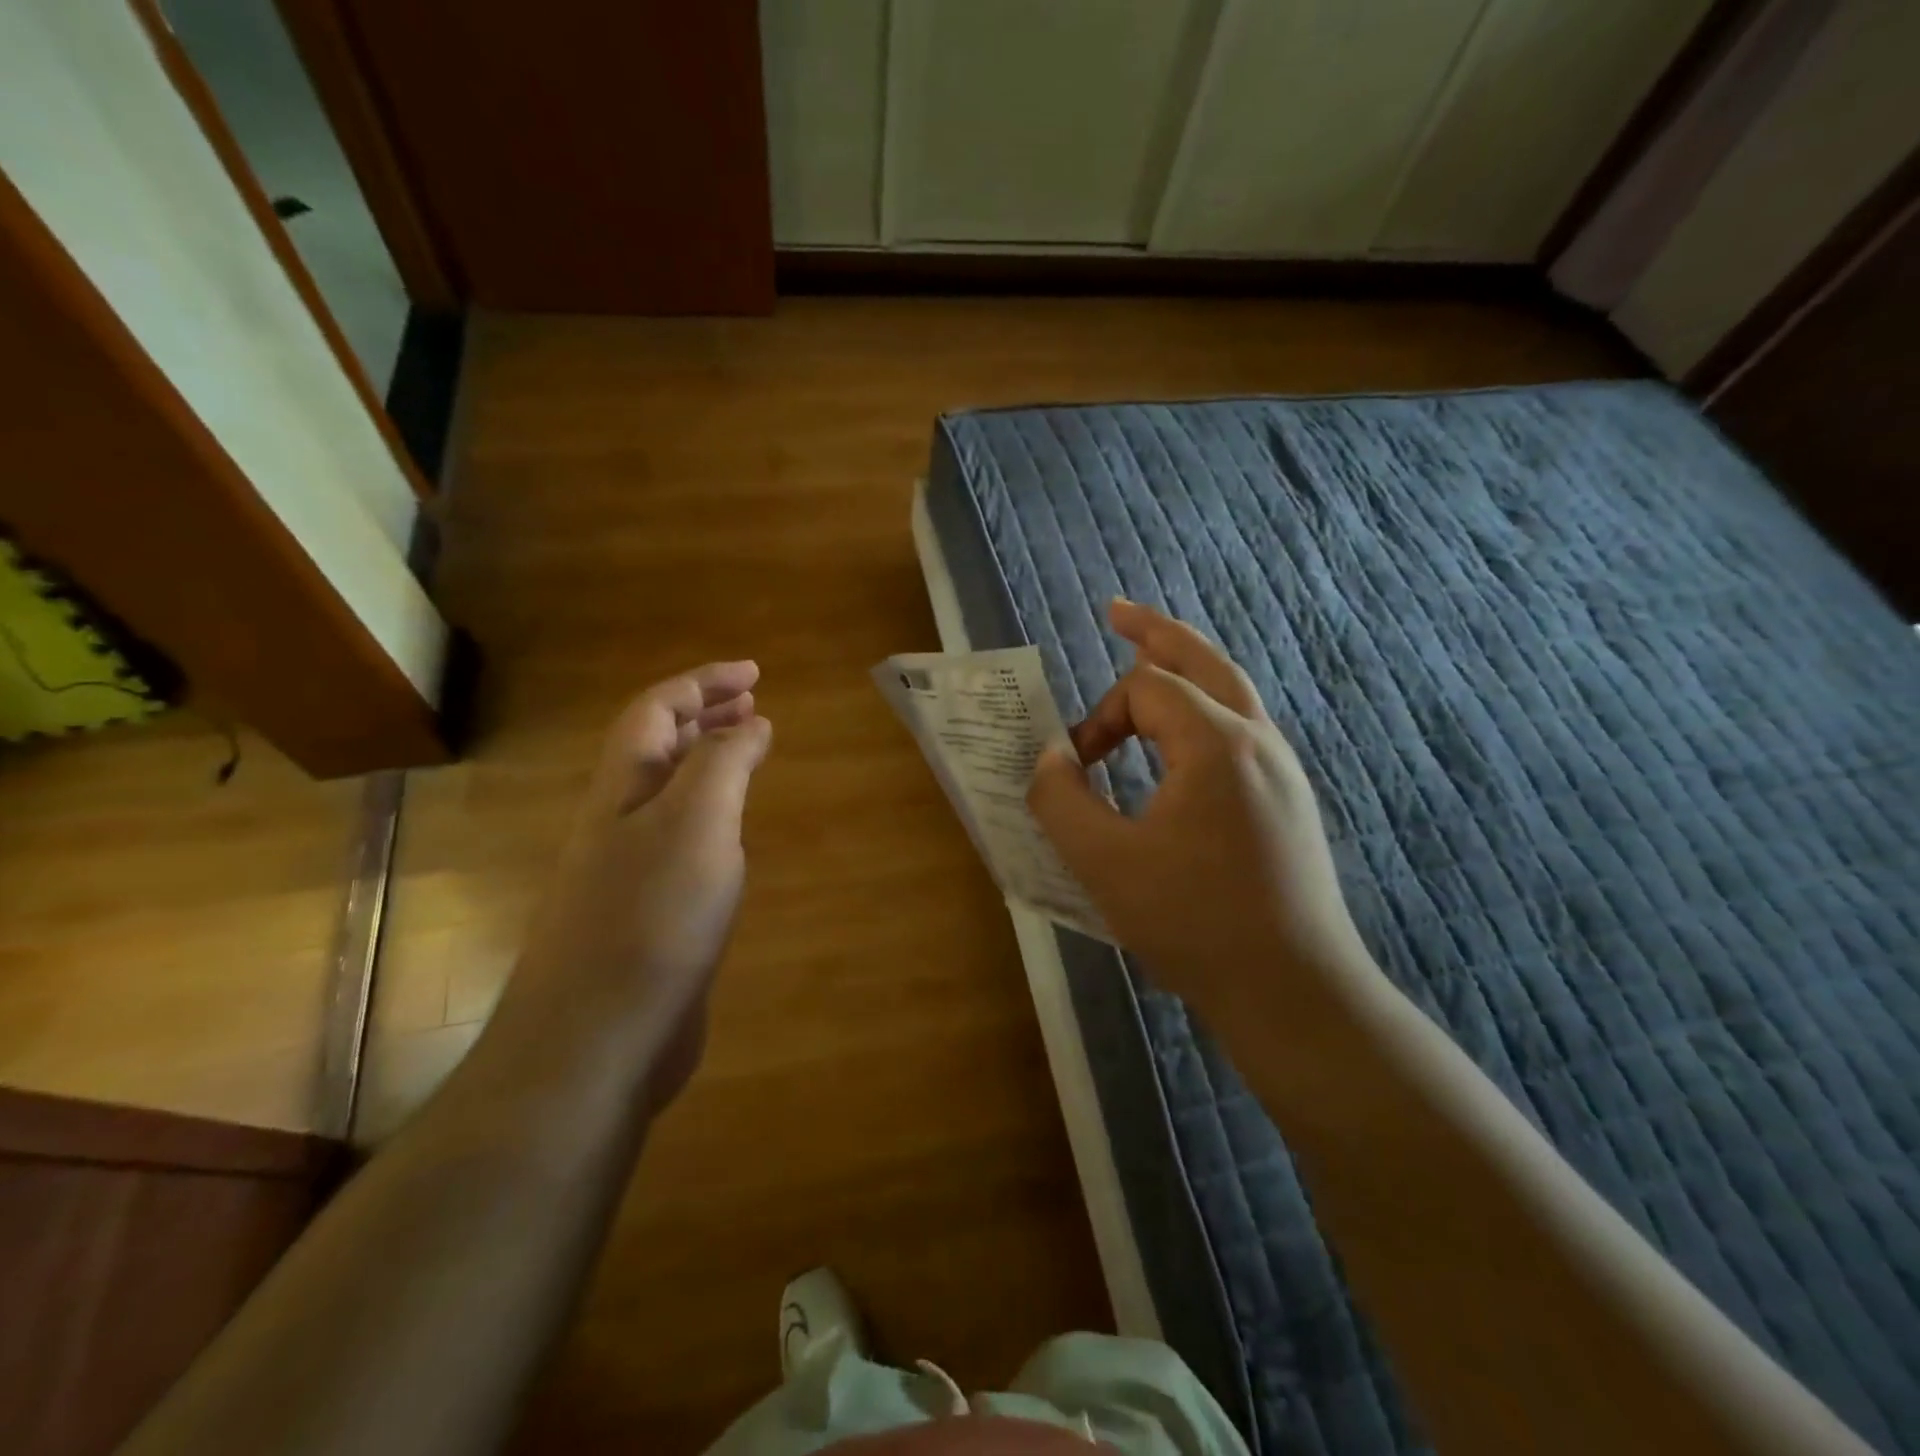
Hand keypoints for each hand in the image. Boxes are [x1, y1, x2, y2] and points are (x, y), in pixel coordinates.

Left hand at [512, 662, 771, 1113]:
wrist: (596, 1040)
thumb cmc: (651, 918)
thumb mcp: (698, 823)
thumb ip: (724, 763)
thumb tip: (750, 724)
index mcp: (624, 787)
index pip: (658, 710)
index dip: (703, 682)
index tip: (755, 674)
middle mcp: (619, 820)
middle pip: (657, 747)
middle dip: (705, 716)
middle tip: (754, 704)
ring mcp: (628, 870)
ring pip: (668, 793)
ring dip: (707, 762)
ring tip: (749, 753)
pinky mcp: (645, 914)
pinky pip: (680, 840)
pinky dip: (711, 817)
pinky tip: (733, 835)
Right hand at [1027, 601, 1372, 1023]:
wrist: (1292, 989)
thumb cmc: (1194, 923)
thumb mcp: (1103, 863)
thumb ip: (1061, 800)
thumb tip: (1051, 759)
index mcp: (1216, 744)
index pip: (1145, 690)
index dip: (1099, 717)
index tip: (1076, 769)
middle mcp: (1257, 741)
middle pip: (1203, 662)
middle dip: (1156, 633)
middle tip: (1117, 612)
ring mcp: (1282, 770)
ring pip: (1231, 693)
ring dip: (1184, 670)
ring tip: (1148, 659)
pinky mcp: (1288, 801)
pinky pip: (1240, 731)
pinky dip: (1203, 711)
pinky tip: (1181, 741)